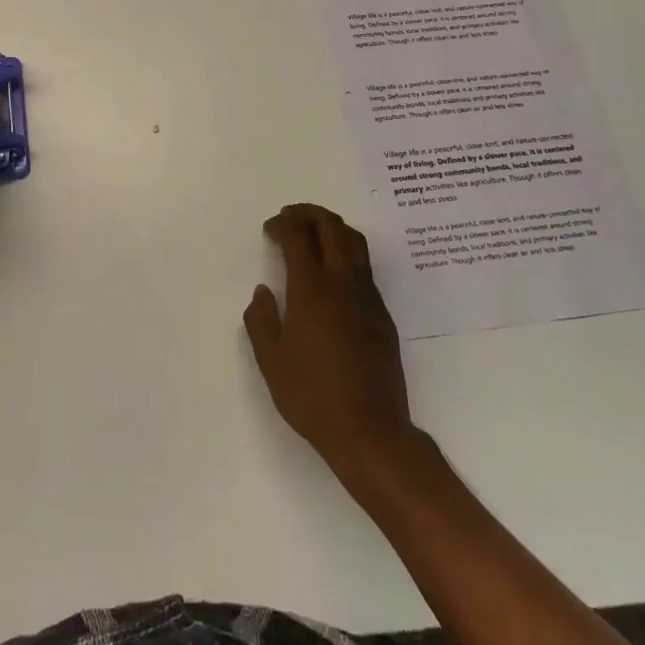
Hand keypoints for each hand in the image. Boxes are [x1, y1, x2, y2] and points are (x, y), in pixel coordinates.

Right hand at [244, 204, 414, 474]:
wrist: (371, 431)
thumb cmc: (312, 396)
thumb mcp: (271, 361)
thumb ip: (261, 320)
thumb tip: (263, 292)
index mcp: (312, 291)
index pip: (299, 237)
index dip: (283, 224)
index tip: (270, 229)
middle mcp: (344, 284)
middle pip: (332, 228)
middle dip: (309, 214)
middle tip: (290, 217)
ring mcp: (368, 298)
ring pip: (355, 243)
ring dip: (332, 228)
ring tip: (313, 233)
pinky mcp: (383, 315)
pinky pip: (364, 268)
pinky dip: (346, 253)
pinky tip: (333, 273)